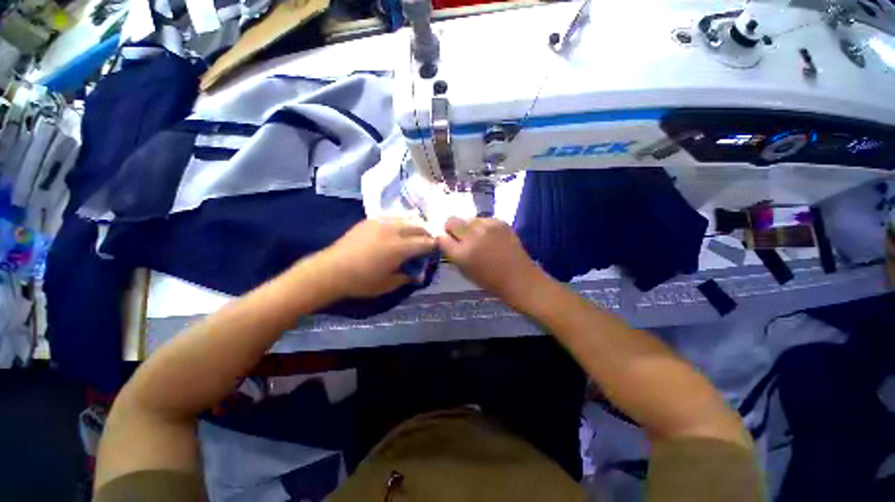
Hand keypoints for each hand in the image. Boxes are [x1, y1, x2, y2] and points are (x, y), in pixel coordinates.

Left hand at [311, 218, 435, 297]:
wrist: (331, 270)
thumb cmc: (361, 281)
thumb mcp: (388, 284)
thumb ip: (407, 277)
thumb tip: (420, 275)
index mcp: (399, 248)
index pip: (425, 242)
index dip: (434, 245)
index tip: (437, 248)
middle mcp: (393, 230)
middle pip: (419, 226)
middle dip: (427, 232)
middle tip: (429, 240)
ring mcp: (381, 222)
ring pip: (406, 216)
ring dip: (416, 223)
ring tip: (418, 230)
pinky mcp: (371, 219)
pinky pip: (392, 215)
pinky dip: (402, 219)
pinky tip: (400, 226)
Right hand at [437, 217, 545, 306]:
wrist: (518, 277)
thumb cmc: (488, 279)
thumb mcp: (464, 270)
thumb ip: (452, 252)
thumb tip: (445, 238)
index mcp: (461, 253)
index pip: (441, 236)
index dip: (443, 237)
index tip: (446, 240)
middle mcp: (472, 236)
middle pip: (452, 220)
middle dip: (452, 227)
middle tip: (459, 236)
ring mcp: (487, 227)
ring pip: (468, 219)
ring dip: (469, 227)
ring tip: (479, 238)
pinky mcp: (500, 221)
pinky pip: (483, 219)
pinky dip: (483, 226)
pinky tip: (491, 237)